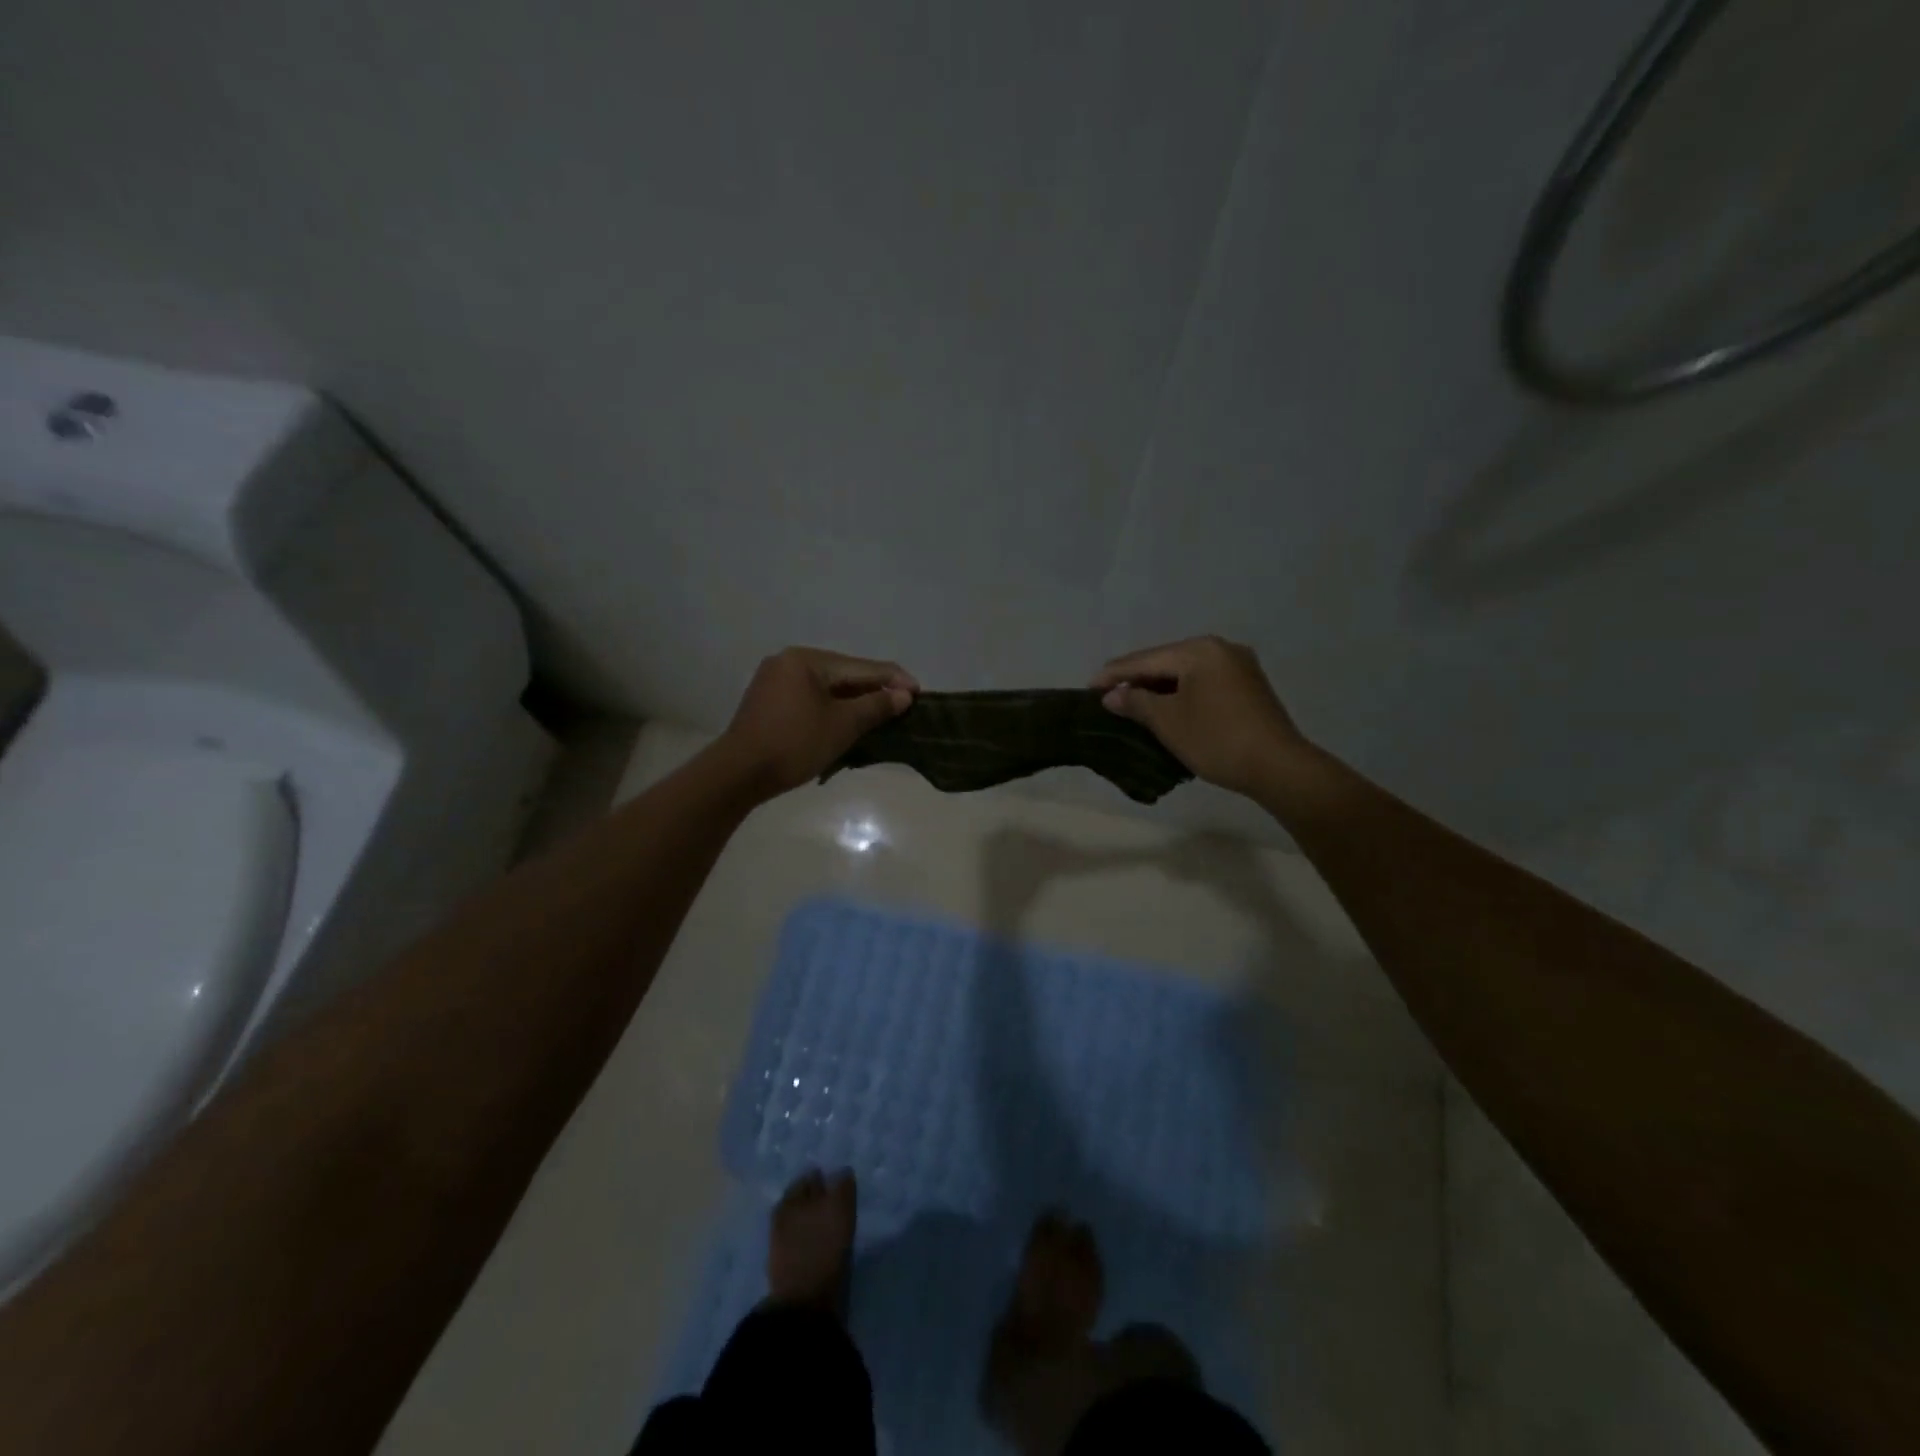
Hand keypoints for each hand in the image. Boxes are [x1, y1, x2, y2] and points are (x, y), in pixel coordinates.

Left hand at [720, 647, 917, 797]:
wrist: (738, 774)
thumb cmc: (794, 744)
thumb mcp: (842, 725)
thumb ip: (876, 706)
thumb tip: (904, 695)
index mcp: (807, 660)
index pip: (861, 667)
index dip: (893, 679)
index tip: (919, 692)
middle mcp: (789, 661)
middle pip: (844, 674)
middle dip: (874, 691)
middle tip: (903, 705)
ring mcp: (775, 681)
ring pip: (827, 688)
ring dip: (854, 702)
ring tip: (882, 715)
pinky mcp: (768, 702)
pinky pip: (810, 699)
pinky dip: (832, 709)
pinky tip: (848, 721)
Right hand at [1091, 636, 1308, 796]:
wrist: (1278, 767)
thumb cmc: (1216, 739)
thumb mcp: (1168, 721)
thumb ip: (1136, 702)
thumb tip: (1112, 695)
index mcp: (1199, 650)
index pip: (1145, 659)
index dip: (1114, 673)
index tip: (1088, 686)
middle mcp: (1220, 648)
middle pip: (1166, 661)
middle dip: (1137, 679)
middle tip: (1108, 695)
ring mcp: (1239, 666)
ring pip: (1186, 672)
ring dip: (1159, 687)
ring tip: (1132, 702)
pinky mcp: (1249, 686)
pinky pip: (1204, 682)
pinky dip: (1182, 693)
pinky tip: (1168, 707)